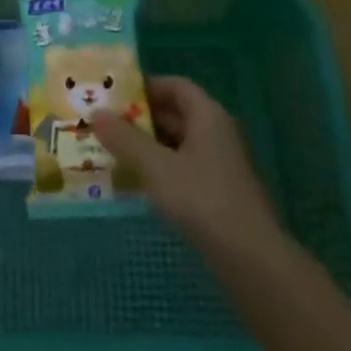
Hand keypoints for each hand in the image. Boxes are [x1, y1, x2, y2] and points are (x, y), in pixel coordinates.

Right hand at [91, 76, 279, 249]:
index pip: (175, 86)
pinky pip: (186, 169)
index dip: (146, 86)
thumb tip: (96, 113)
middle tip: (107, 124)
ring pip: (180, 145)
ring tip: (115, 153)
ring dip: (150, 147)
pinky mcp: (222, 195)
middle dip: (142, 119)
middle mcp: (218, 133)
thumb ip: (126, 140)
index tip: (115, 95)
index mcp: (208, 115)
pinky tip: (140, 186)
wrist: (254, 264)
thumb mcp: (157, 168)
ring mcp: (222, 166)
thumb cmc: (203, 201)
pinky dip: (163, 170)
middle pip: (177, 114)